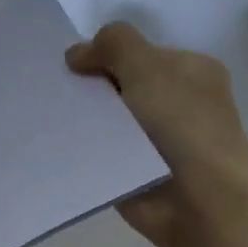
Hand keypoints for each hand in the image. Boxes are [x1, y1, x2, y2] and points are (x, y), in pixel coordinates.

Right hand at [66, 23, 247, 246]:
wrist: (201, 200)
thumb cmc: (183, 125)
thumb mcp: (148, 67)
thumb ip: (112, 46)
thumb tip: (76, 54)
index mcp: (188, 73)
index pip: (138, 56)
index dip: (104, 57)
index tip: (71, 68)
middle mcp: (174, 107)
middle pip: (120, 91)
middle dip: (89, 92)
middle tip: (53, 95)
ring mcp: (154, 145)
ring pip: (108, 127)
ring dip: (83, 126)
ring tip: (47, 123)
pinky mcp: (134, 178)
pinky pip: (101, 160)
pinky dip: (83, 157)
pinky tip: (56, 153)